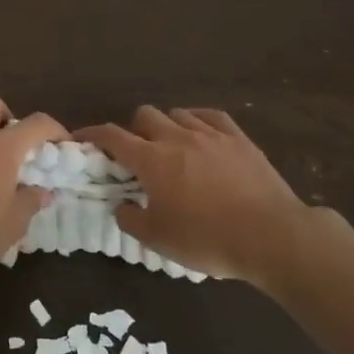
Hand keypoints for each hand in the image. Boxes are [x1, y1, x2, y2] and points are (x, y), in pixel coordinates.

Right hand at [79, 107, 340, 289]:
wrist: (271, 236)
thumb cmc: (208, 239)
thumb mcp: (159, 240)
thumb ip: (132, 219)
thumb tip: (122, 205)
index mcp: (151, 160)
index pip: (112, 136)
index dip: (93, 134)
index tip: (82, 138)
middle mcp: (176, 138)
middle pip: (144, 115)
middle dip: (133, 130)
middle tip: (136, 154)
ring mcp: (210, 135)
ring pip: (177, 114)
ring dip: (166, 126)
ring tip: (170, 147)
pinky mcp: (239, 139)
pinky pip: (211, 116)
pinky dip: (197, 120)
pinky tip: (199, 133)